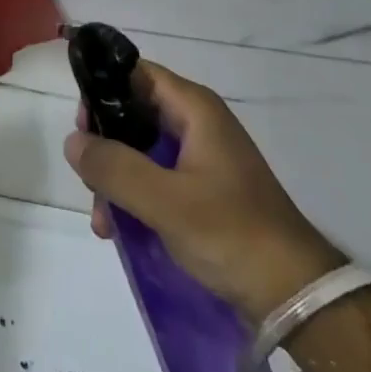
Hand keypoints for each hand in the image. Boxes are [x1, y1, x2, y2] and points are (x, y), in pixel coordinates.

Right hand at [65, 61, 343, 321]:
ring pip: (141, 151)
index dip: (104, 92)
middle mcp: (198, 124)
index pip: (136, 74)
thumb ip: (114, 167)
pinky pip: (156, 179)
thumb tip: (73, 142)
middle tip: (89, 179)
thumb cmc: (232, 234)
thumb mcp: (165, 201)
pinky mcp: (204, 191)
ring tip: (104, 221)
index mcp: (195, 109)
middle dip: (105, 146)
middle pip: (134, 114)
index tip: (82, 127)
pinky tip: (120, 230)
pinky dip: (135, 197)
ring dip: (116, 179)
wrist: (298, 297)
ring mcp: (202, 159)